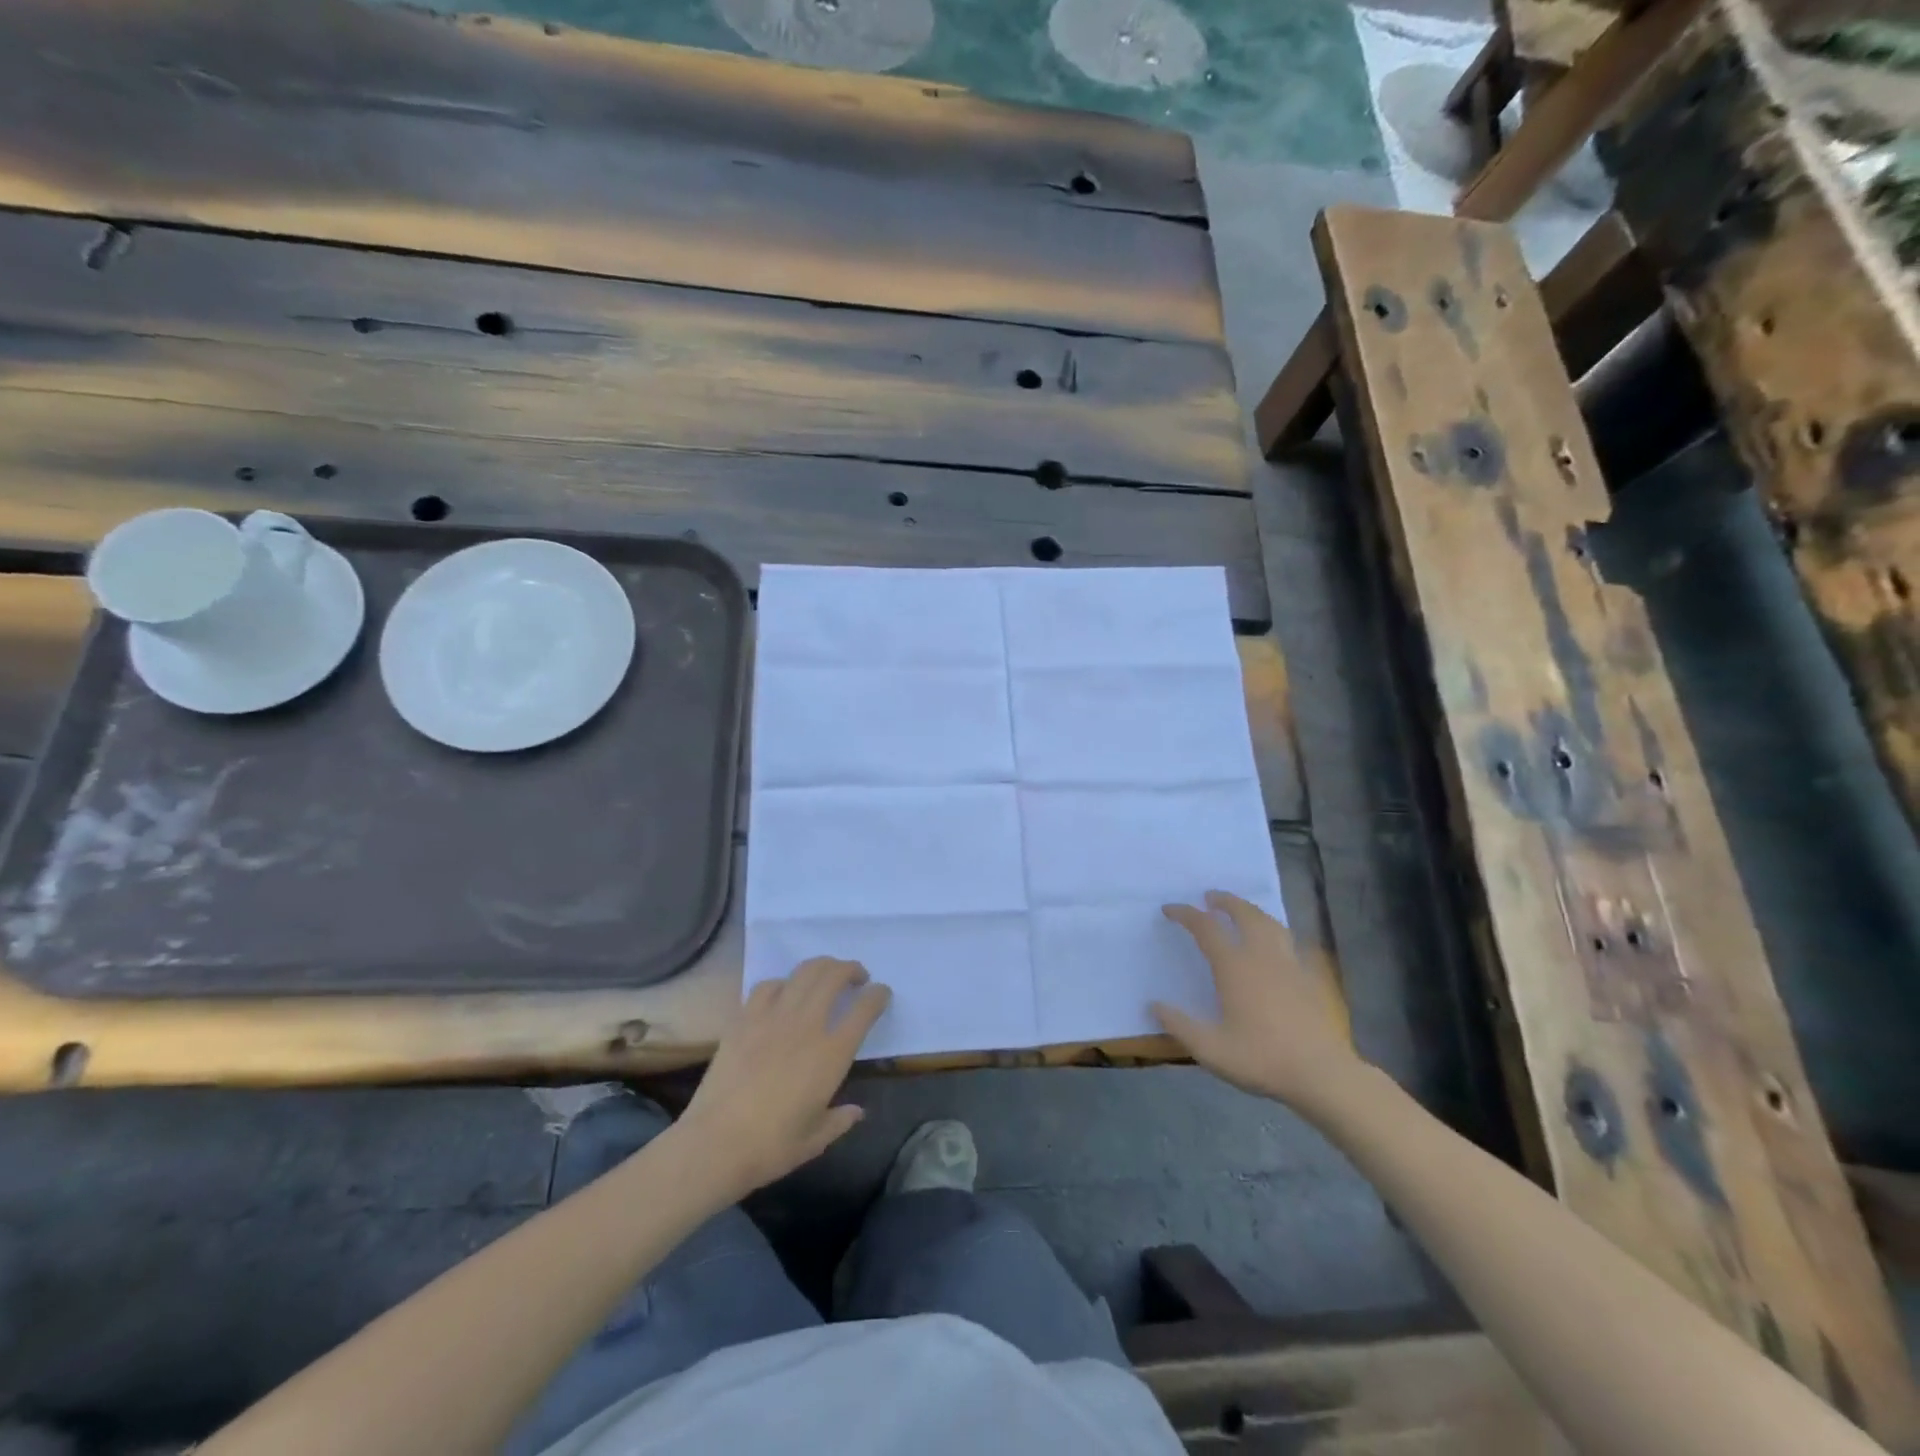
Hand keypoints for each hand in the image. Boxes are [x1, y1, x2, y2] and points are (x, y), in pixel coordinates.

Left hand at [682, 958, 890, 1196]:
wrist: (715, 1144)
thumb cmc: (771, 1147)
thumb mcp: (815, 1139)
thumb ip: (840, 1119)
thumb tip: (856, 1111)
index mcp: (832, 1053)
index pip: (865, 1008)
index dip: (878, 995)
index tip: (881, 994)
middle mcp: (807, 1025)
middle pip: (834, 976)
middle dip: (851, 969)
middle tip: (856, 978)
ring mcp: (773, 1017)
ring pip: (804, 971)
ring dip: (822, 967)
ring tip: (825, 975)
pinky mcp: (745, 1018)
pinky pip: (768, 985)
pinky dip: (782, 983)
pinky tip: (783, 993)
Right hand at [1154, 891, 1358, 1109]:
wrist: (1322, 1075)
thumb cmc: (1262, 1059)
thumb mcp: (1210, 1049)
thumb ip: (1179, 1025)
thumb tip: (1154, 1004)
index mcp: (1234, 967)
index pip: (1205, 928)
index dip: (1185, 914)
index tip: (1169, 909)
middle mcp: (1261, 956)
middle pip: (1244, 914)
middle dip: (1225, 901)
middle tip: (1210, 897)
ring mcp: (1290, 964)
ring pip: (1270, 923)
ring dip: (1251, 911)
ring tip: (1241, 911)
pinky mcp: (1310, 978)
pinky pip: (1290, 942)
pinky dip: (1276, 932)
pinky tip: (1275, 944)